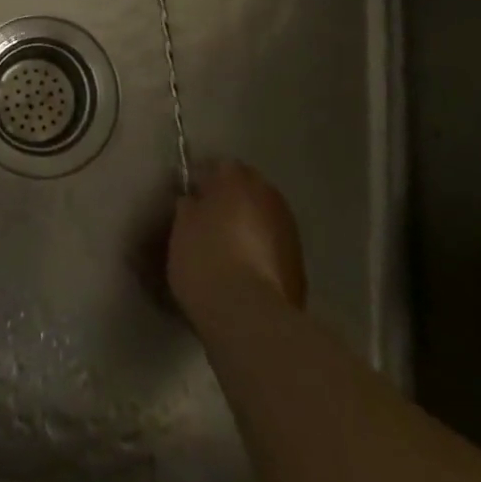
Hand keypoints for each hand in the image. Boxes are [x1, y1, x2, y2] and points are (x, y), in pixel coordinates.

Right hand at [168, 161, 307, 318]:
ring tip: (230, 247)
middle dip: (231, 198)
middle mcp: (267, 196)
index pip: (219, 166)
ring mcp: (288, 229)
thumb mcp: (181, 229)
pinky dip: (262, 250)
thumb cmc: (205, 260)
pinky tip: (247, 270)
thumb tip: (195, 202)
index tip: (191, 196)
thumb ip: (190, 207)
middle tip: (210, 219)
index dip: (204, 180)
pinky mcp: (299, 263)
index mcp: (236, 180)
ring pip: (264, 216)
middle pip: (248, 187)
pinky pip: (274, 245)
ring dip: (249, 224)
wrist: (248, 315)